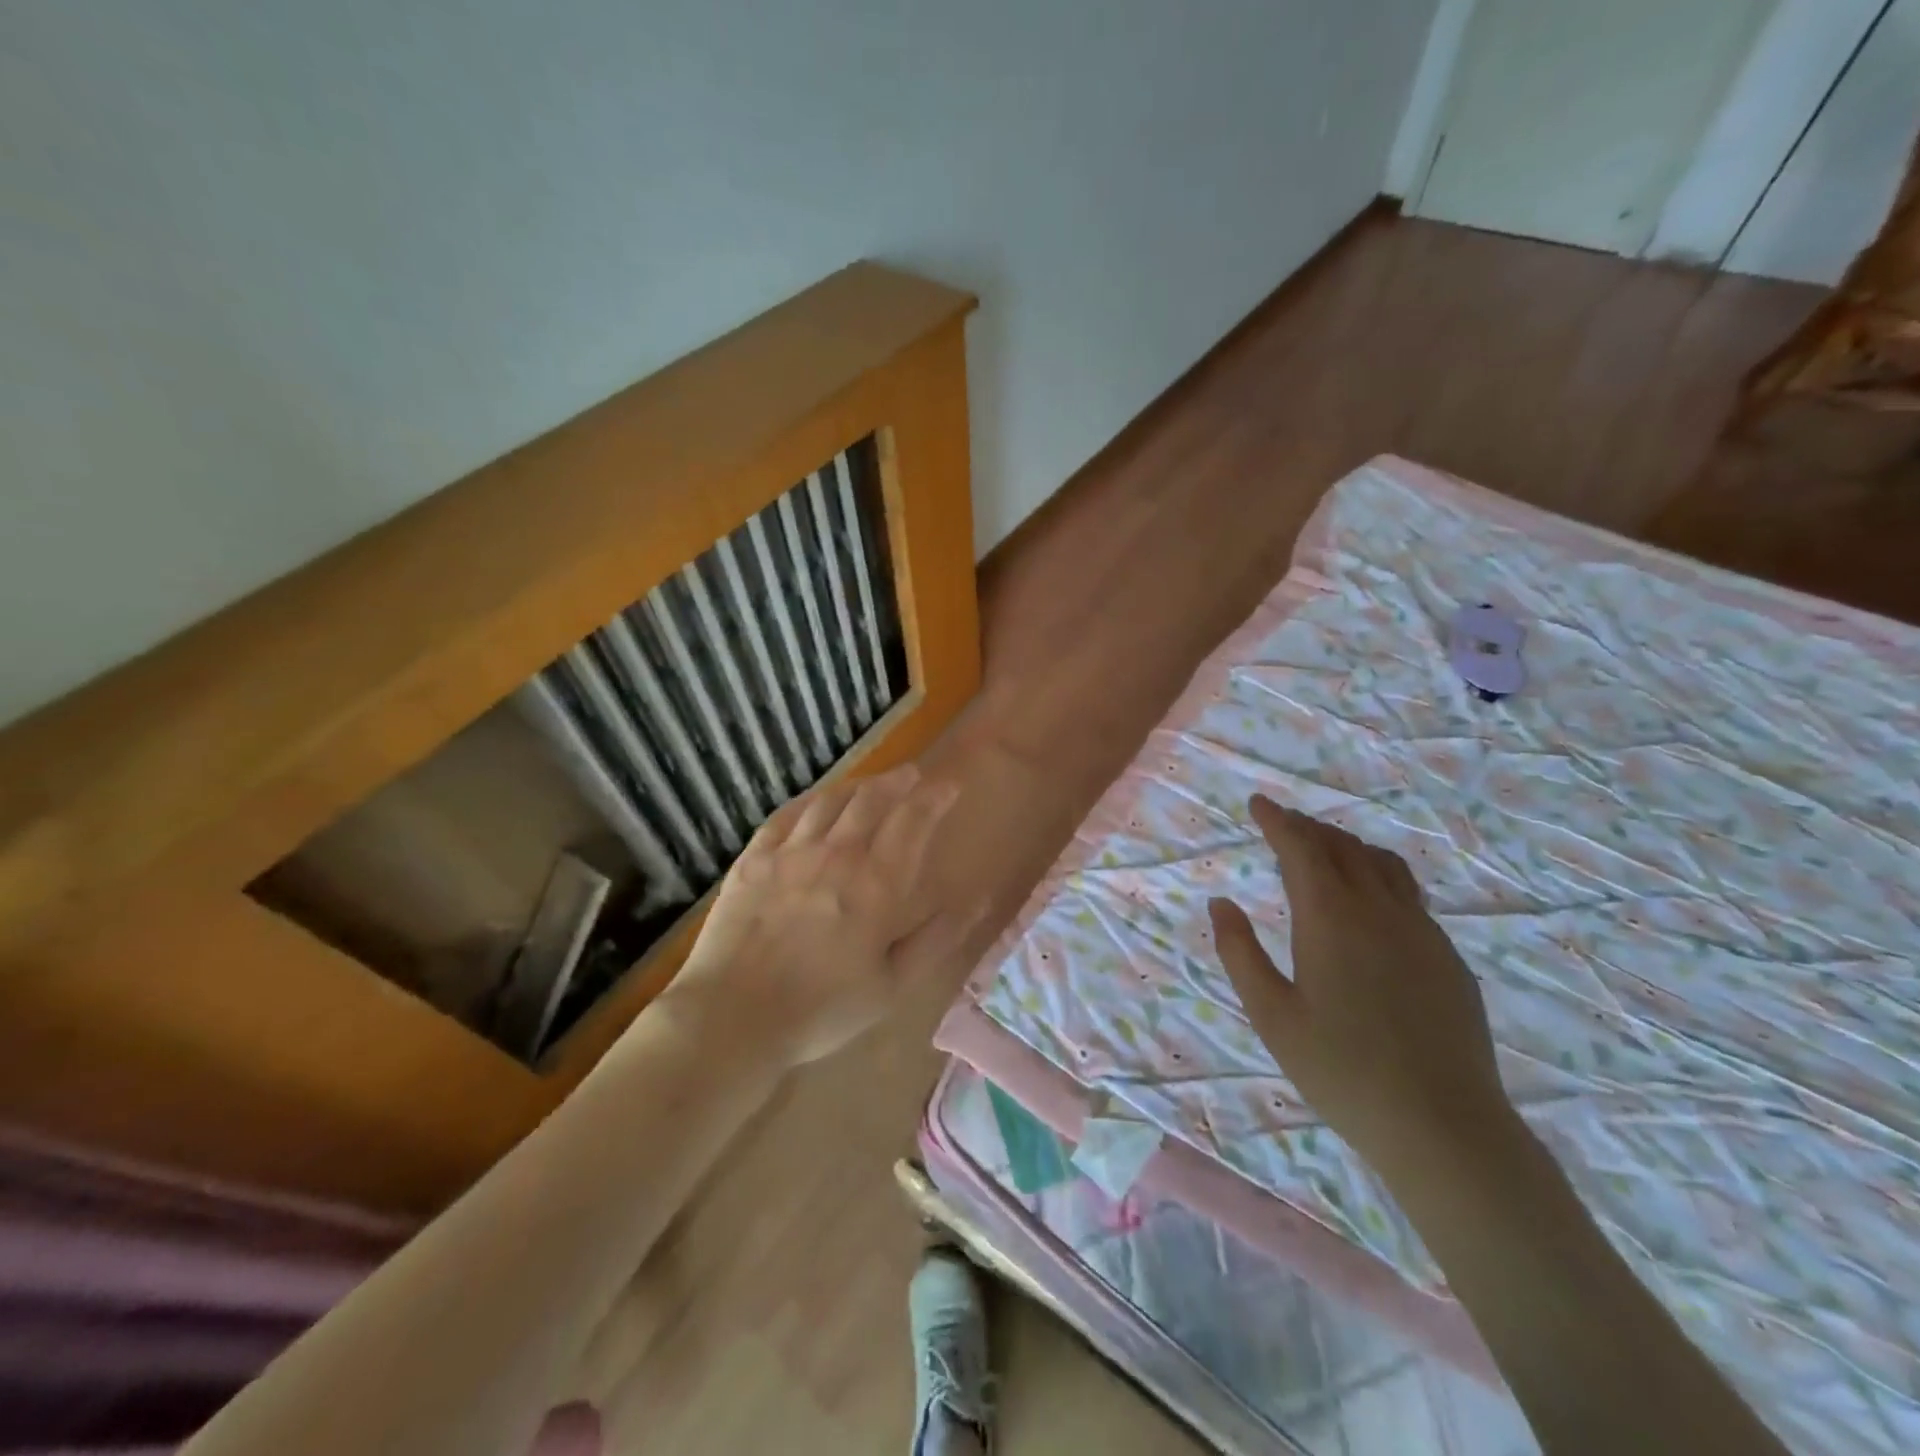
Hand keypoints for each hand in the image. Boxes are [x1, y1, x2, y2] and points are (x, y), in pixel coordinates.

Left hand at [662, 763, 968, 1066]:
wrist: (734, 1015)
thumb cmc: (822, 1009)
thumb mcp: (892, 986)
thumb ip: (934, 940)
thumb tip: (973, 902)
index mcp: (876, 884)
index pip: (912, 821)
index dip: (933, 798)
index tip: (947, 787)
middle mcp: (837, 854)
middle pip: (871, 799)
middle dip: (898, 781)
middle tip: (912, 775)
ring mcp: (791, 852)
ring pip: (830, 800)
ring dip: (857, 785)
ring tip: (871, 783)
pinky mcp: (753, 858)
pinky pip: (787, 815)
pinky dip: (810, 800)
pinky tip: (816, 801)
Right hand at [1208, 795, 1518, 1176]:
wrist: (1443, 1126)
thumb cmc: (1341, 1070)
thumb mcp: (1271, 1015)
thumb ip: (1240, 952)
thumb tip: (1220, 902)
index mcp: (1330, 919)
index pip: (1301, 848)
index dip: (1277, 821)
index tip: (1258, 804)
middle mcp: (1379, 910)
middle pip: (1343, 847)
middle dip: (1308, 827)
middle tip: (1283, 823)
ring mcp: (1421, 931)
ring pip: (1383, 865)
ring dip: (1347, 845)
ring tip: (1324, 849)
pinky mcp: (1447, 957)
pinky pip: (1408, 894)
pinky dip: (1377, 875)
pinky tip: (1369, 902)